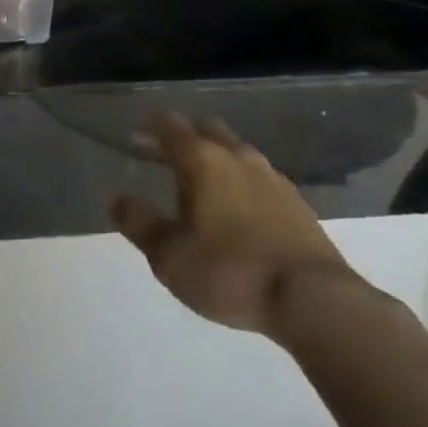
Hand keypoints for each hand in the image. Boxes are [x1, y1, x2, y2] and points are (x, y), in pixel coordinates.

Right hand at [110, 112, 360, 342]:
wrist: (314, 300)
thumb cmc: (231, 272)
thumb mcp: (171, 257)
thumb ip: (140, 223)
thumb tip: (113, 195)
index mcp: (203, 160)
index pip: (171, 127)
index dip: (150, 128)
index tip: (136, 137)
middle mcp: (237, 156)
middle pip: (206, 130)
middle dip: (185, 138)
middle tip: (167, 159)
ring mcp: (271, 176)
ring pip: (236, 152)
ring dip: (216, 159)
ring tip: (203, 187)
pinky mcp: (296, 201)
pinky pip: (259, 178)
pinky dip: (242, 183)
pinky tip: (240, 210)